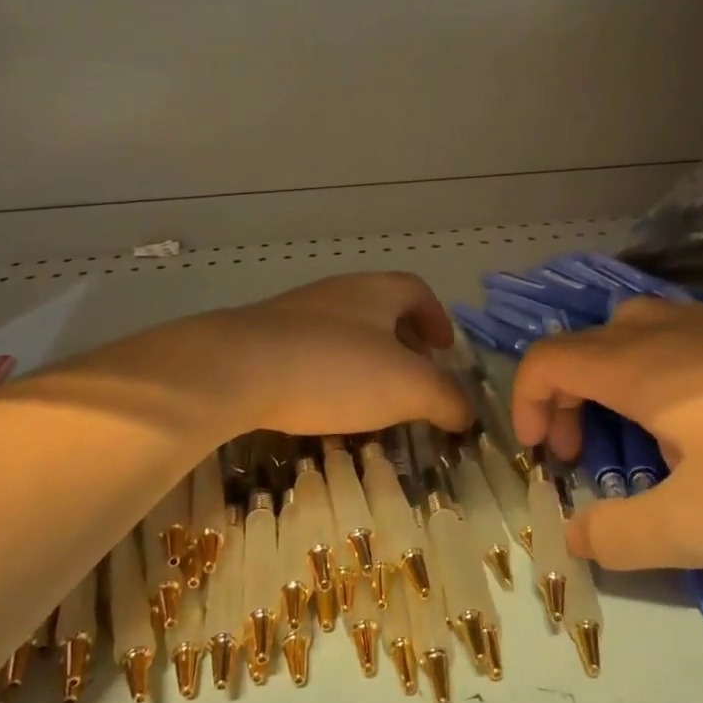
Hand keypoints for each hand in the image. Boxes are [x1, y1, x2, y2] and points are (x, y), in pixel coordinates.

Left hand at [211, 272, 473, 436]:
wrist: (237, 368)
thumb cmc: (335, 368)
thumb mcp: (408, 387)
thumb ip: (446, 399)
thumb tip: (466, 412)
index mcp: (377, 291)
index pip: (417, 291)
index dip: (437, 319)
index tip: (445, 351)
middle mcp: (338, 292)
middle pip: (382, 310)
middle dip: (404, 344)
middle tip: (414, 381)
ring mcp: (297, 312)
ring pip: (346, 331)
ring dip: (367, 361)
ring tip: (373, 401)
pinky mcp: (264, 338)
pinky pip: (312, 351)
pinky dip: (331, 373)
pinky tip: (325, 405)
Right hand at [510, 297, 702, 570]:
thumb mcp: (698, 525)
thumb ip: (621, 535)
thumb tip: (575, 536)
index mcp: (635, 368)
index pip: (547, 360)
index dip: (526, 403)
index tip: (542, 458)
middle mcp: (662, 334)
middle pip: (582, 345)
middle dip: (562, 398)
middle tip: (581, 454)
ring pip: (627, 332)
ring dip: (605, 380)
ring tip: (631, 431)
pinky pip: (671, 339)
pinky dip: (651, 373)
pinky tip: (696, 420)